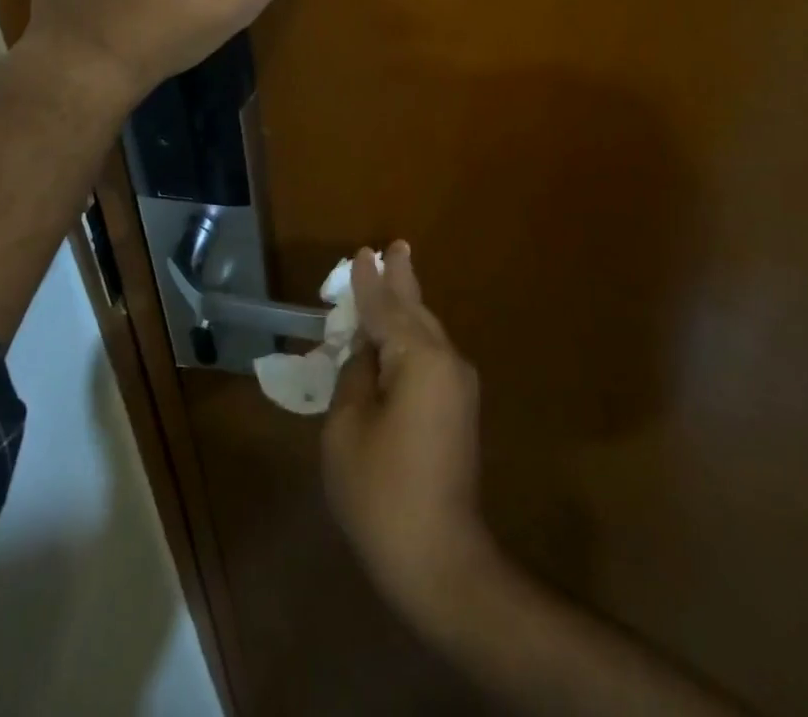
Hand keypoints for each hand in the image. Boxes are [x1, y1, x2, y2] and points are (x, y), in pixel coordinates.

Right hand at [324, 243, 492, 629]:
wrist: (441, 559)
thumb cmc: (382, 492)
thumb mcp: (347, 429)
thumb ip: (354, 377)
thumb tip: (366, 354)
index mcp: (419, 358)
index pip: (385, 308)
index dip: (369, 283)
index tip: (362, 253)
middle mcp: (446, 361)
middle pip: (415, 310)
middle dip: (401, 280)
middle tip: (395, 246)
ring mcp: (458, 386)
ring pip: (427, 332)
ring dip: (407, 307)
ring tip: (396, 276)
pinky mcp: (459, 410)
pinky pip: (431, 357)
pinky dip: (411, 338)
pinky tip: (399, 335)